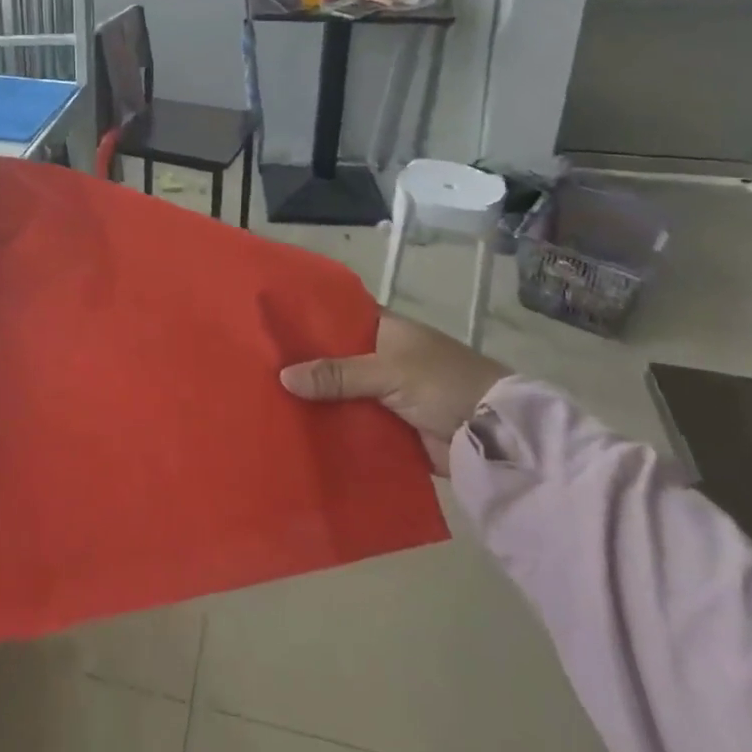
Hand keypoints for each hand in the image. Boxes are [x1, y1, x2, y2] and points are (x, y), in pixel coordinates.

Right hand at [280, 312, 508, 474]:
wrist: (495, 435)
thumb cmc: (444, 383)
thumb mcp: (389, 371)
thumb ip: (338, 374)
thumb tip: (283, 377)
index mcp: (384, 329)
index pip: (337, 316)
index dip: (307, 320)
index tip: (268, 324)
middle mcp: (380, 356)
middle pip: (333, 358)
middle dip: (303, 365)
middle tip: (256, 368)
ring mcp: (385, 393)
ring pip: (340, 393)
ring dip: (315, 400)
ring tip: (265, 402)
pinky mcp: (390, 428)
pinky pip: (353, 424)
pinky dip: (333, 429)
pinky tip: (297, 433)